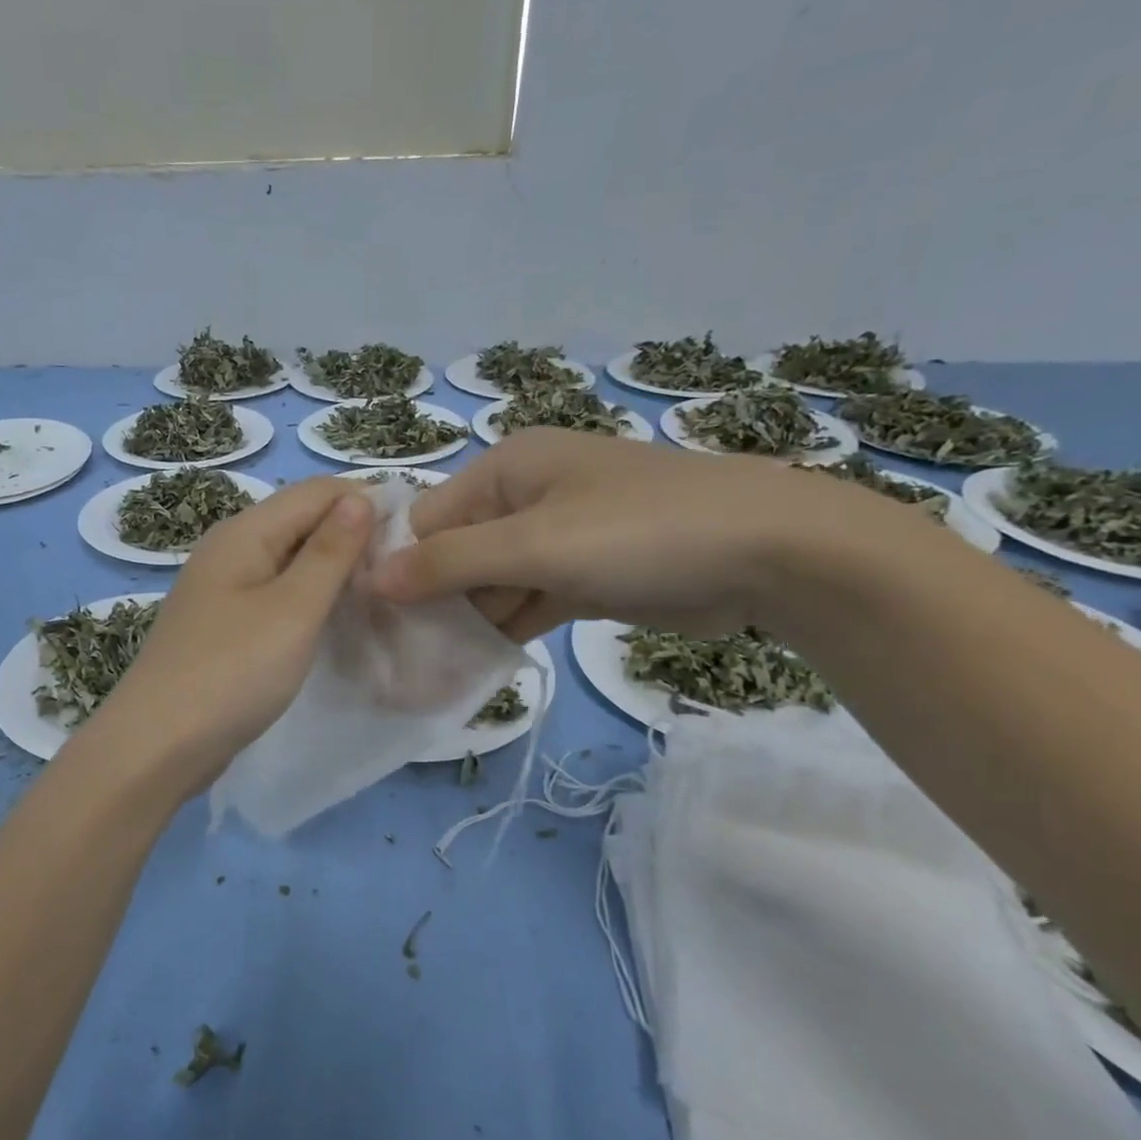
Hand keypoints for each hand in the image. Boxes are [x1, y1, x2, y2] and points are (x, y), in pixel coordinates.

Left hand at [94, 477, 373, 789]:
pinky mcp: (223, 623)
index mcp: (244, 532)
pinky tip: (333, 618)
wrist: (158, 744)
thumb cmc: (232, 672)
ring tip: (378, 592)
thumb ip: (329, 552)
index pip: (316, 492)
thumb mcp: (292, 609)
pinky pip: (274, 592)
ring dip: (332, 569)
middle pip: (300, 521)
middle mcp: (230, 548)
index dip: (365, 502)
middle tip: (401, 569)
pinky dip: (307, 597)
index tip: (413, 535)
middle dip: (351, 535)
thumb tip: (360, 497)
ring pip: (288, 559)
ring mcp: (222, 587)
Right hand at [369, 429, 875, 638]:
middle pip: (456, 552)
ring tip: (423, 671)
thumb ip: (449, 562)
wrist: (769, 554)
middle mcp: (524, 497)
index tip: (373, 622)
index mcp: (507, 468)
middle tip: (395, 658)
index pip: (428, 518)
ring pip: (490, 583)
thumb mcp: (535, 545)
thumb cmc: (639, 532)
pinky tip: (472, 664)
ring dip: (466, 622)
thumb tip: (371, 579)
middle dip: (431, 601)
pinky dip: (504, 630)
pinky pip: (525, 602)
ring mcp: (556, 539)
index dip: (400, 567)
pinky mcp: (583, 577)